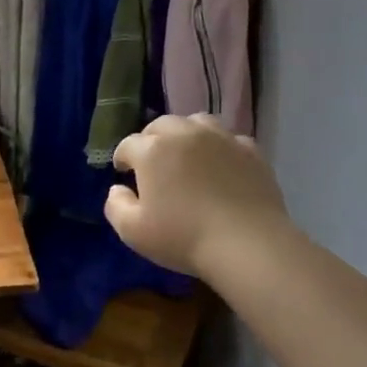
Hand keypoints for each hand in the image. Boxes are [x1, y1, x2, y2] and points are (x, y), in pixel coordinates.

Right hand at [106, 115, 291, 277]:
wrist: (247, 244)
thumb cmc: (183, 238)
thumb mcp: (132, 231)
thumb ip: (115, 205)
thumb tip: (118, 188)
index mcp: (153, 151)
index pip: (128, 144)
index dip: (122, 157)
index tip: (124, 172)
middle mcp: (185, 134)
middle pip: (162, 125)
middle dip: (151, 139)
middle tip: (152, 162)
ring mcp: (221, 139)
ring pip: (196, 123)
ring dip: (185, 134)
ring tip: (186, 155)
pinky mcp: (251, 151)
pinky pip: (228, 139)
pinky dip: (218, 147)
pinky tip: (219, 165)